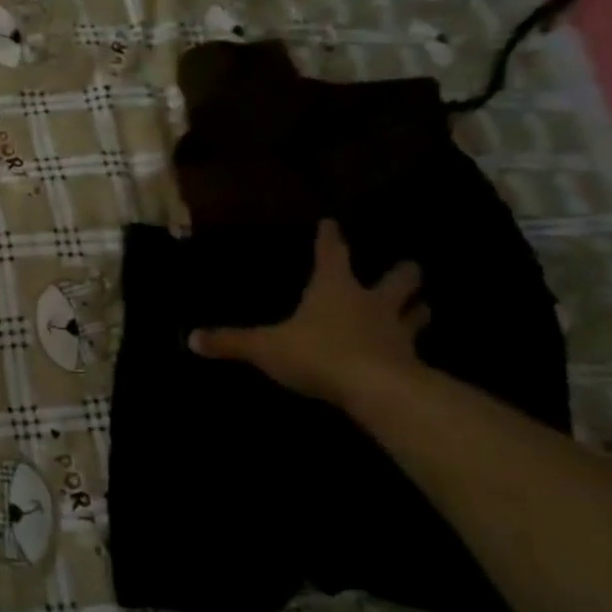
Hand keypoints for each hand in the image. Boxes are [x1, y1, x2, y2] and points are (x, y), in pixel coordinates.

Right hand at [188, 219, 428, 406]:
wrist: (377, 390)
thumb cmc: (319, 353)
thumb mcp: (266, 347)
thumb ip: (231, 342)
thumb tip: (190, 338)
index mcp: (335, 287)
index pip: (333, 253)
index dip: (330, 237)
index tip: (332, 222)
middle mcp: (371, 302)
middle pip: (398, 278)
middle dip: (402, 272)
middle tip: (406, 268)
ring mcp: (397, 332)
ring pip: (417, 312)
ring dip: (417, 308)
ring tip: (420, 306)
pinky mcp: (412, 362)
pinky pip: (416, 350)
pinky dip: (415, 349)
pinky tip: (413, 354)